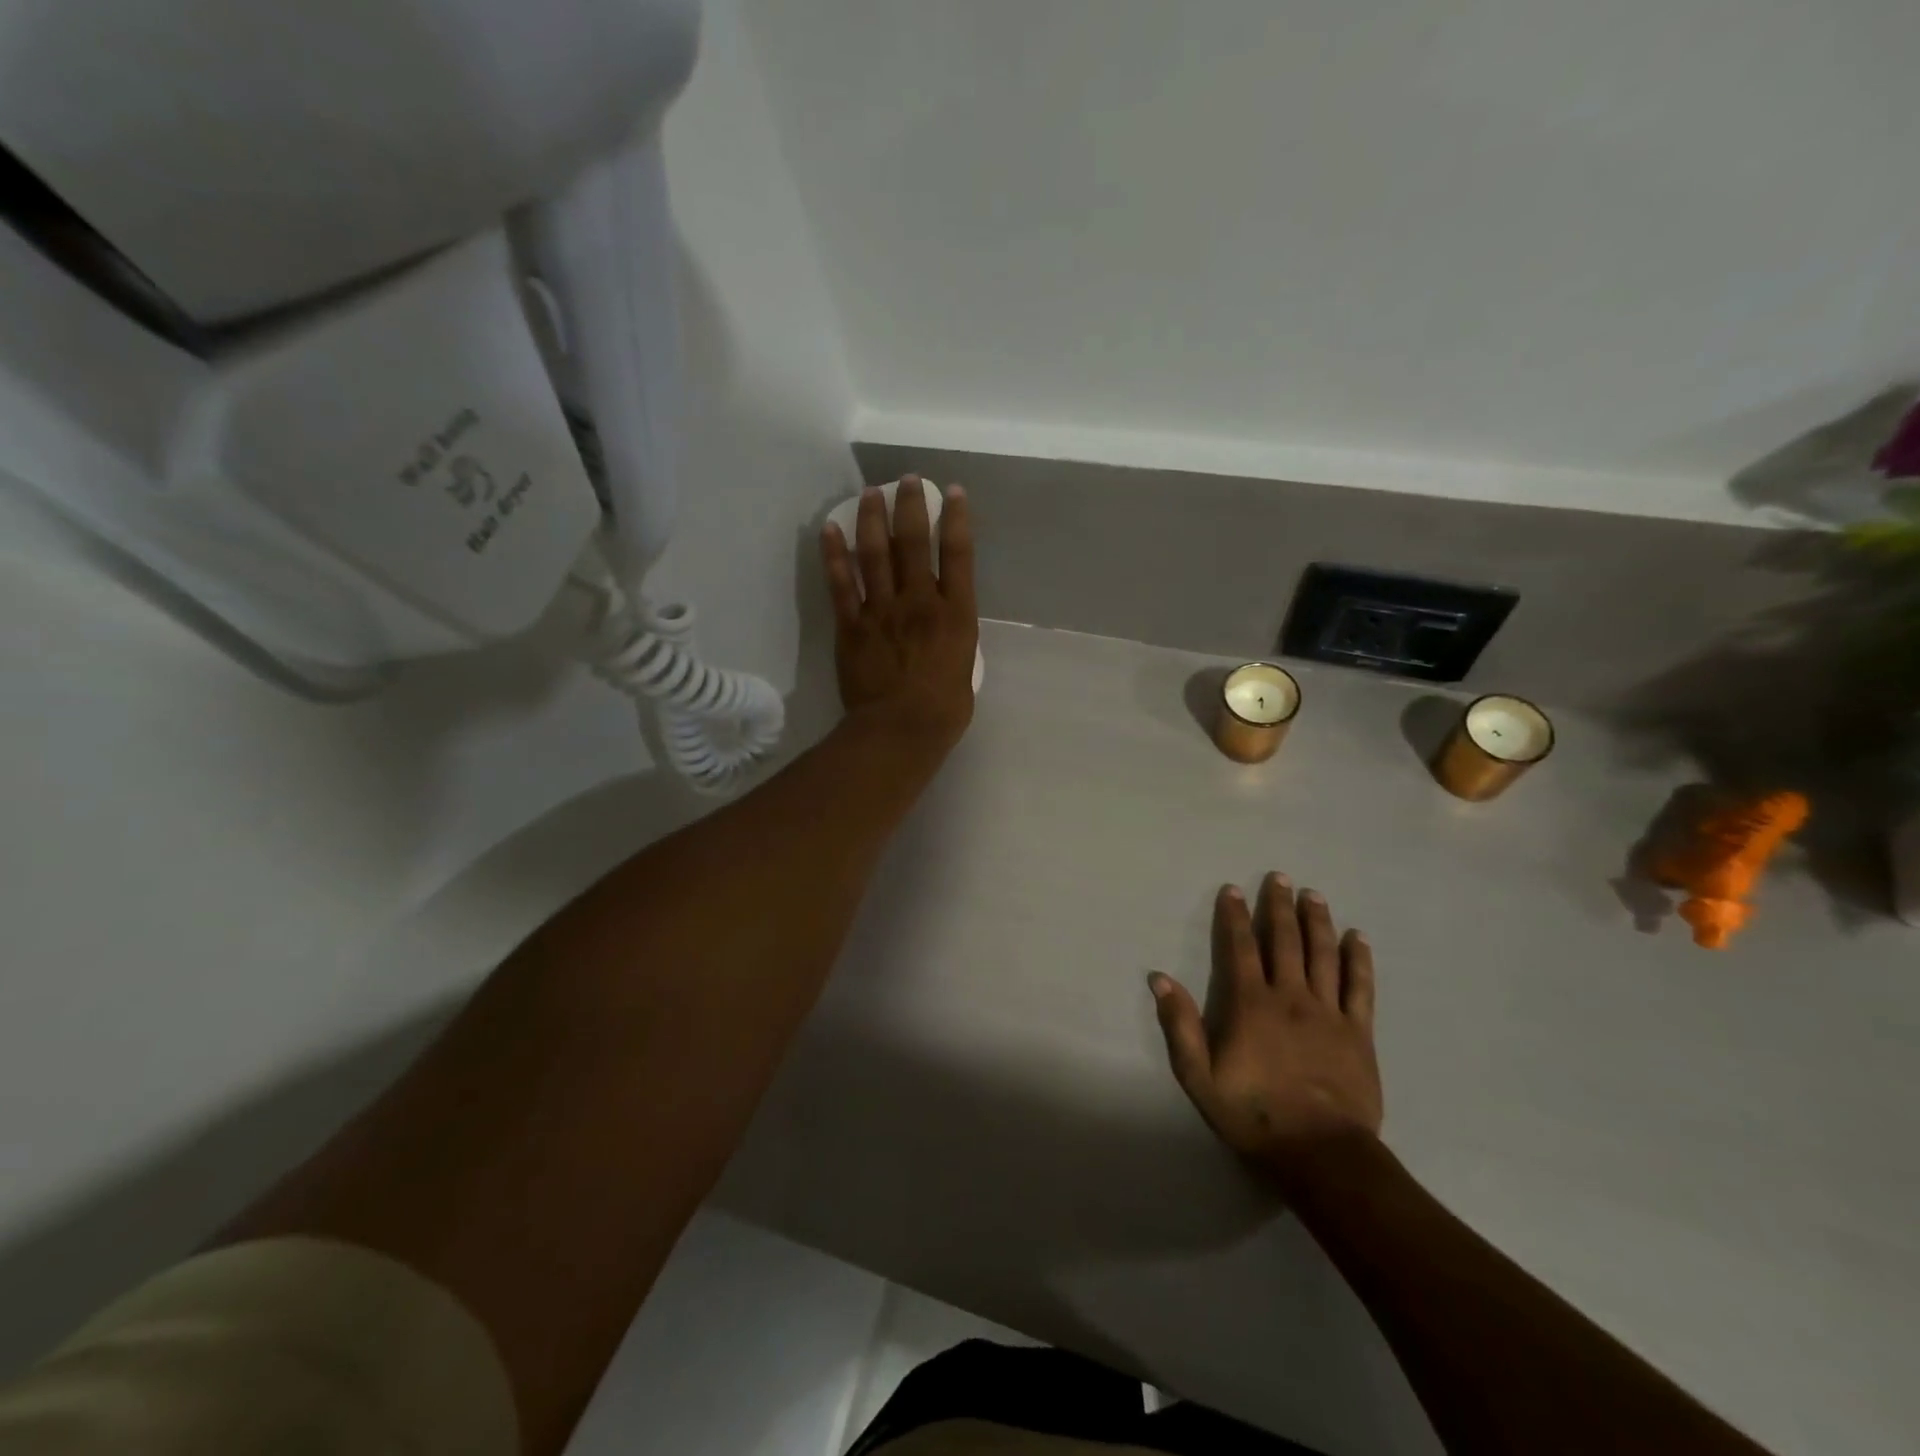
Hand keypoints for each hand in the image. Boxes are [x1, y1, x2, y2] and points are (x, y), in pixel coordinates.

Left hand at [821, 478, 978, 748]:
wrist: (900, 731)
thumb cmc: (943, 710)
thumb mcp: (964, 669)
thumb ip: (953, 640)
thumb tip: (943, 628)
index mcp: (956, 615)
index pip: (957, 555)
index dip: (956, 519)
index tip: (951, 492)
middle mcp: (920, 602)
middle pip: (914, 543)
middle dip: (910, 505)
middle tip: (905, 480)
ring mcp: (883, 611)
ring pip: (876, 554)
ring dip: (872, 519)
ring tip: (870, 492)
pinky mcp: (852, 626)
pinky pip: (841, 584)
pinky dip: (834, 555)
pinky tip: (830, 529)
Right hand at [1150, 875, 1381, 1181]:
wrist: (1321, 1154)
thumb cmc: (1254, 1115)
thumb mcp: (1199, 1076)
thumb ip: (1180, 1025)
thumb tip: (1160, 978)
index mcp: (1251, 1004)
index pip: (1241, 948)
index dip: (1236, 916)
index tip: (1234, 889)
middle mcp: (1290, 997)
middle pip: (1285, 941)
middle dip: (1279, 906)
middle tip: (1280, 877)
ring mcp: (1328, 1013)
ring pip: (1323, 955)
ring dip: (1317, 921)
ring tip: (1314, 895)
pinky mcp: (1359, 1032)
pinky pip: (1360, 987)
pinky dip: (1358, 959)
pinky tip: (1357, 937)